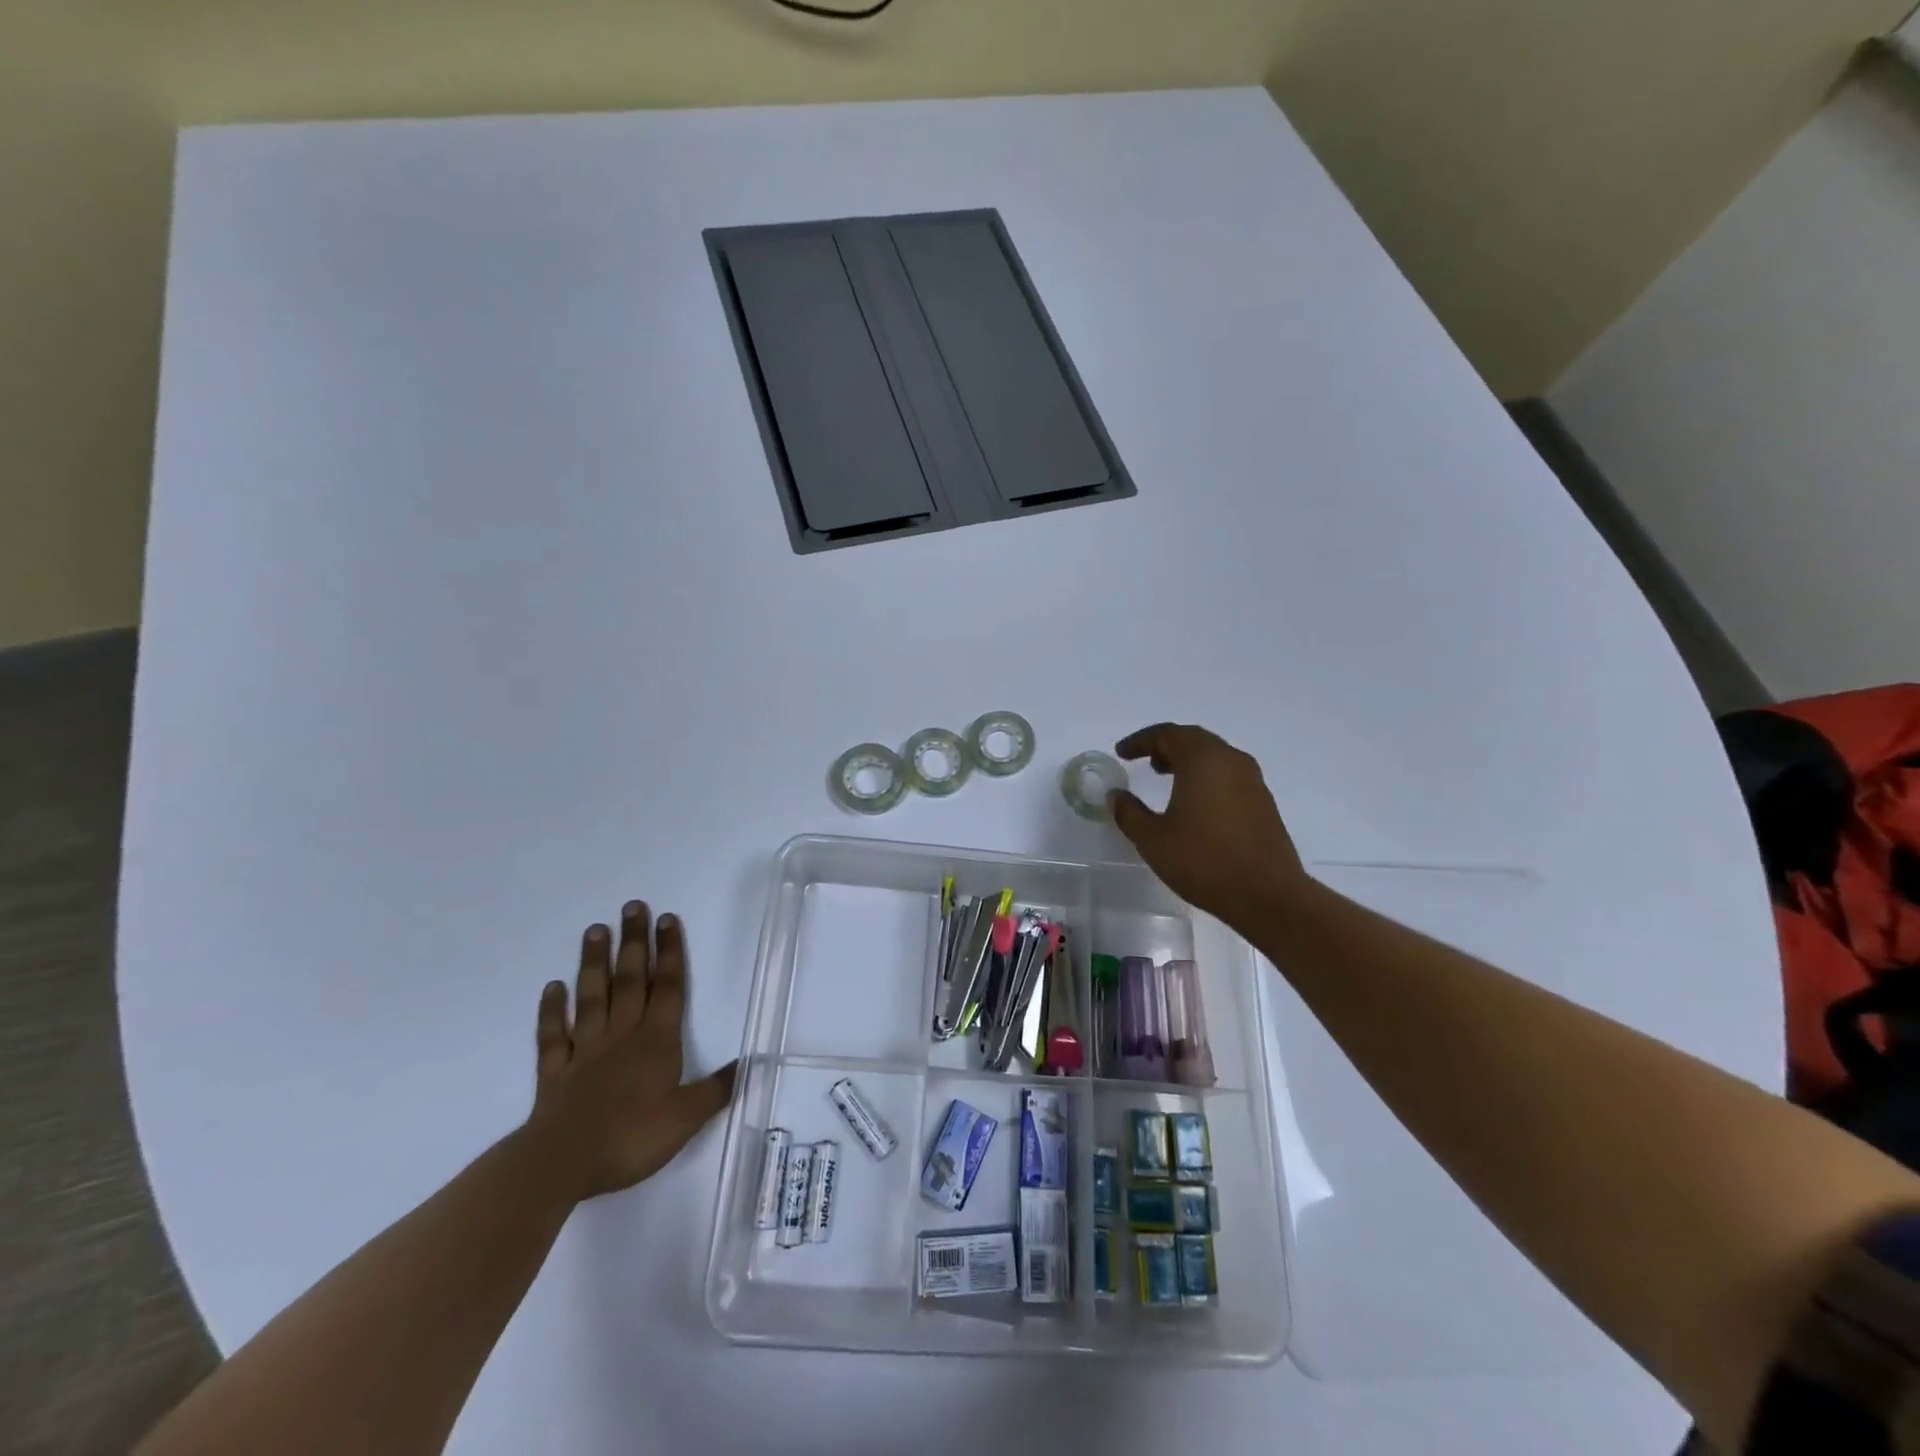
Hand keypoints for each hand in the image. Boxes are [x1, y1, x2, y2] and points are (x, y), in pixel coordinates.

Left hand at [527, 901, 736, 1202]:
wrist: (562, 1162)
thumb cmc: (631, 1136)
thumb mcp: (687, 1117)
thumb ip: (717, 1089)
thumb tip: (750, 1063)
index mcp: (657, 1041)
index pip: (668, 987)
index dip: (670, 952)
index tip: (667, 918)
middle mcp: (622, 1035)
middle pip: (630, 980)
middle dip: (634, 943)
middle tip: (632, 907)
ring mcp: (585, 1051)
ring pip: (592, 997)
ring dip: (594, 963)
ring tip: (595, 930)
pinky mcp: (554, 1072)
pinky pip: (553, 1035)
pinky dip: (552, 1010)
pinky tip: (552, 988)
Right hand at [1111, 723, 1311, 929]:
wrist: (1268, 896)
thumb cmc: (1204, 861)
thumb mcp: (1153, 839)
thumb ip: (1129, 813)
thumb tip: (1116, 795)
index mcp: (1203, 760)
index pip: (1167, 734)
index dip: (1140, 741)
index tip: (1121, 753)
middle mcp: (1230, 761)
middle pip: (1194, 739)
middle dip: (1166, 745)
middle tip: (1144, 760)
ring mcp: (1252, 781)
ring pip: (1214, 756)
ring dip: (1188, 760)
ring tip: (1166, 778)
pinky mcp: (1263, 802)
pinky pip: (1228, 774)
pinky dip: (1205, 776)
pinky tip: (1194, 802)